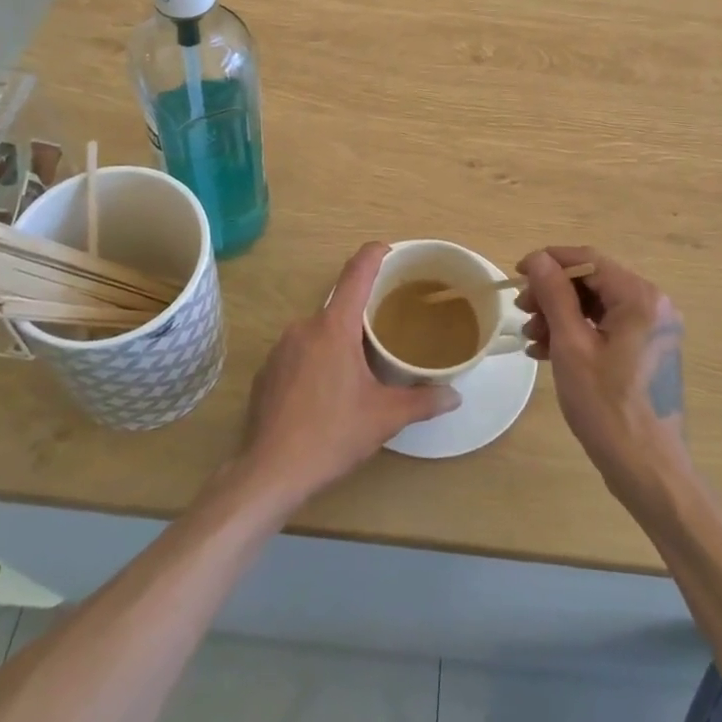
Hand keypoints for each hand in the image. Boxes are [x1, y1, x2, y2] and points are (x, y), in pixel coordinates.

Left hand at [237, 243, 458, 507]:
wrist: (270, 472)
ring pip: (318, 331)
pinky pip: (299, 352)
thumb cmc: (331, 435)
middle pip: (339, 306)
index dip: (374, 254)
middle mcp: (304, 327)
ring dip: (339, 340)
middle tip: (387, 330)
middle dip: (362, 314)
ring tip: (360, 367)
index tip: (389, 249)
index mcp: (334, 327)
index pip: (356, 273)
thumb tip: (454, 395)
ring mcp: (280, 348)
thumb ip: (422, 401)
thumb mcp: (384, 418)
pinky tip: (326, 391)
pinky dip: (316, 360)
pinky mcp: (266, 372)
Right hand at [517, 247, 689, 509]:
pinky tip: (547, 351)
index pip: (588, 260)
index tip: (517, 274)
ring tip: (531, 337)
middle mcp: (653, 306)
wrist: (648, 471)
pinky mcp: (647, 352)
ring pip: (596, 306)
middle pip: (592, 283)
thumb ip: (554, 295)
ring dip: (560, 316)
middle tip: (522, 311)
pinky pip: (606, 328)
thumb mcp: (572, 346)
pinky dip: (577, 334)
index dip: (549, 262)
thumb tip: (538, 258)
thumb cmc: (607, 407)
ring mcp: (653, 330)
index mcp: (640, 298)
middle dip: (553, 294)